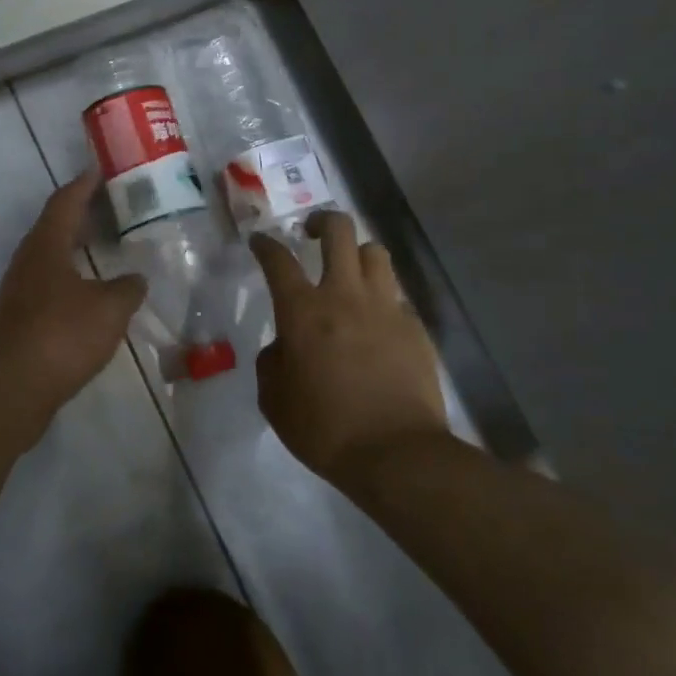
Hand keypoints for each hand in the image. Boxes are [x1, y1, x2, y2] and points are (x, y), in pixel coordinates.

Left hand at [0, 169, 147, 411]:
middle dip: (84, 212)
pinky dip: (75, 275)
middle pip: (57, 224)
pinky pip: (53, 281)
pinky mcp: (22, 316)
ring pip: (54, 254)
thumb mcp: (109, 308)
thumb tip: (137, 279)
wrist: (12, 386)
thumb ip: (127, 288)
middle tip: (115, 204)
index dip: (85, 183)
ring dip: (78, 245)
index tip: (102, 169)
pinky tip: (95, 290)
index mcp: (46, 244)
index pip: (66, 200)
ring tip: (109, 243)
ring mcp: (22, 288)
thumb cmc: (61, 334)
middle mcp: (29, 259)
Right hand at [251, 211, 451, 481]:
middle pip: (338, 231)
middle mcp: (344, 295)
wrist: (396, 454)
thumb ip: (272, 362)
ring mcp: (385, 308)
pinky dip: (383, 299)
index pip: (278, 259)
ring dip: (358, 254)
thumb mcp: (274, 399)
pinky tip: (377, 322)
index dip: (265, 244)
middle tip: (312, 233)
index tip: (260, 240)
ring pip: (375, 253)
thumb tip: (283, 346)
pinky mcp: (415, 328)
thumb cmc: (324, 428)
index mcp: (303, 310)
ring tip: (350, 270)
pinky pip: (397, 296)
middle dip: (322, 221)